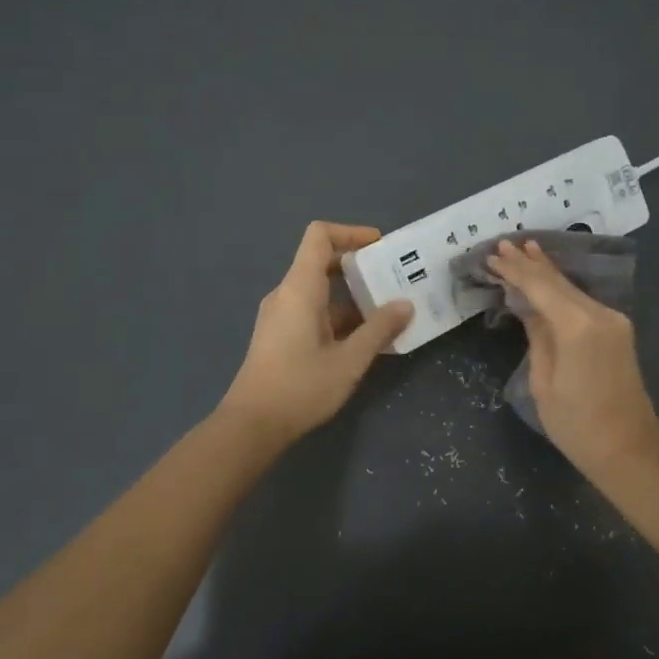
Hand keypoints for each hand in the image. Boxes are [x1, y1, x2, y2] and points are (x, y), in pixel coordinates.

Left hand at [220, 222, 412, 444]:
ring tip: (388, 310)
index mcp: (299, 288)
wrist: (252, 425)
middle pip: (322, 261)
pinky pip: (313, 310)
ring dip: (353, 296)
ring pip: (320, 290)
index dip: (351, 232)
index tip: (380, 246)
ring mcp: (281, 315)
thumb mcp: (349, 360)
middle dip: (359, 266)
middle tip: (394, 278)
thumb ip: (379, 329)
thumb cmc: (301, 387)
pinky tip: (365, 337)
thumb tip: (406, 305)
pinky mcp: (280, 335)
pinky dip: (340, 315)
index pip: (319, 236)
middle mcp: (287, 294)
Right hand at [485, 239, 658, 482]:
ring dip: (546, 271)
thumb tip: (528, 308)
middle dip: (529, 263)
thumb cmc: (576, 423)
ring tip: (524, 250)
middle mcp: (599, 314)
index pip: (540, 286)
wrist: (628, 449)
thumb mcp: (543, 381)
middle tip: (504, 245)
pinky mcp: (618, 330)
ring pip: (572, 288)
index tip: (492, 255)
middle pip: (558, 281)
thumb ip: (537, 336)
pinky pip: (582, 301)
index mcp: (577, 326)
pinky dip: (561, 288)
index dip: (514, 270)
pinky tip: (548, 277)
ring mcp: (613, 320)